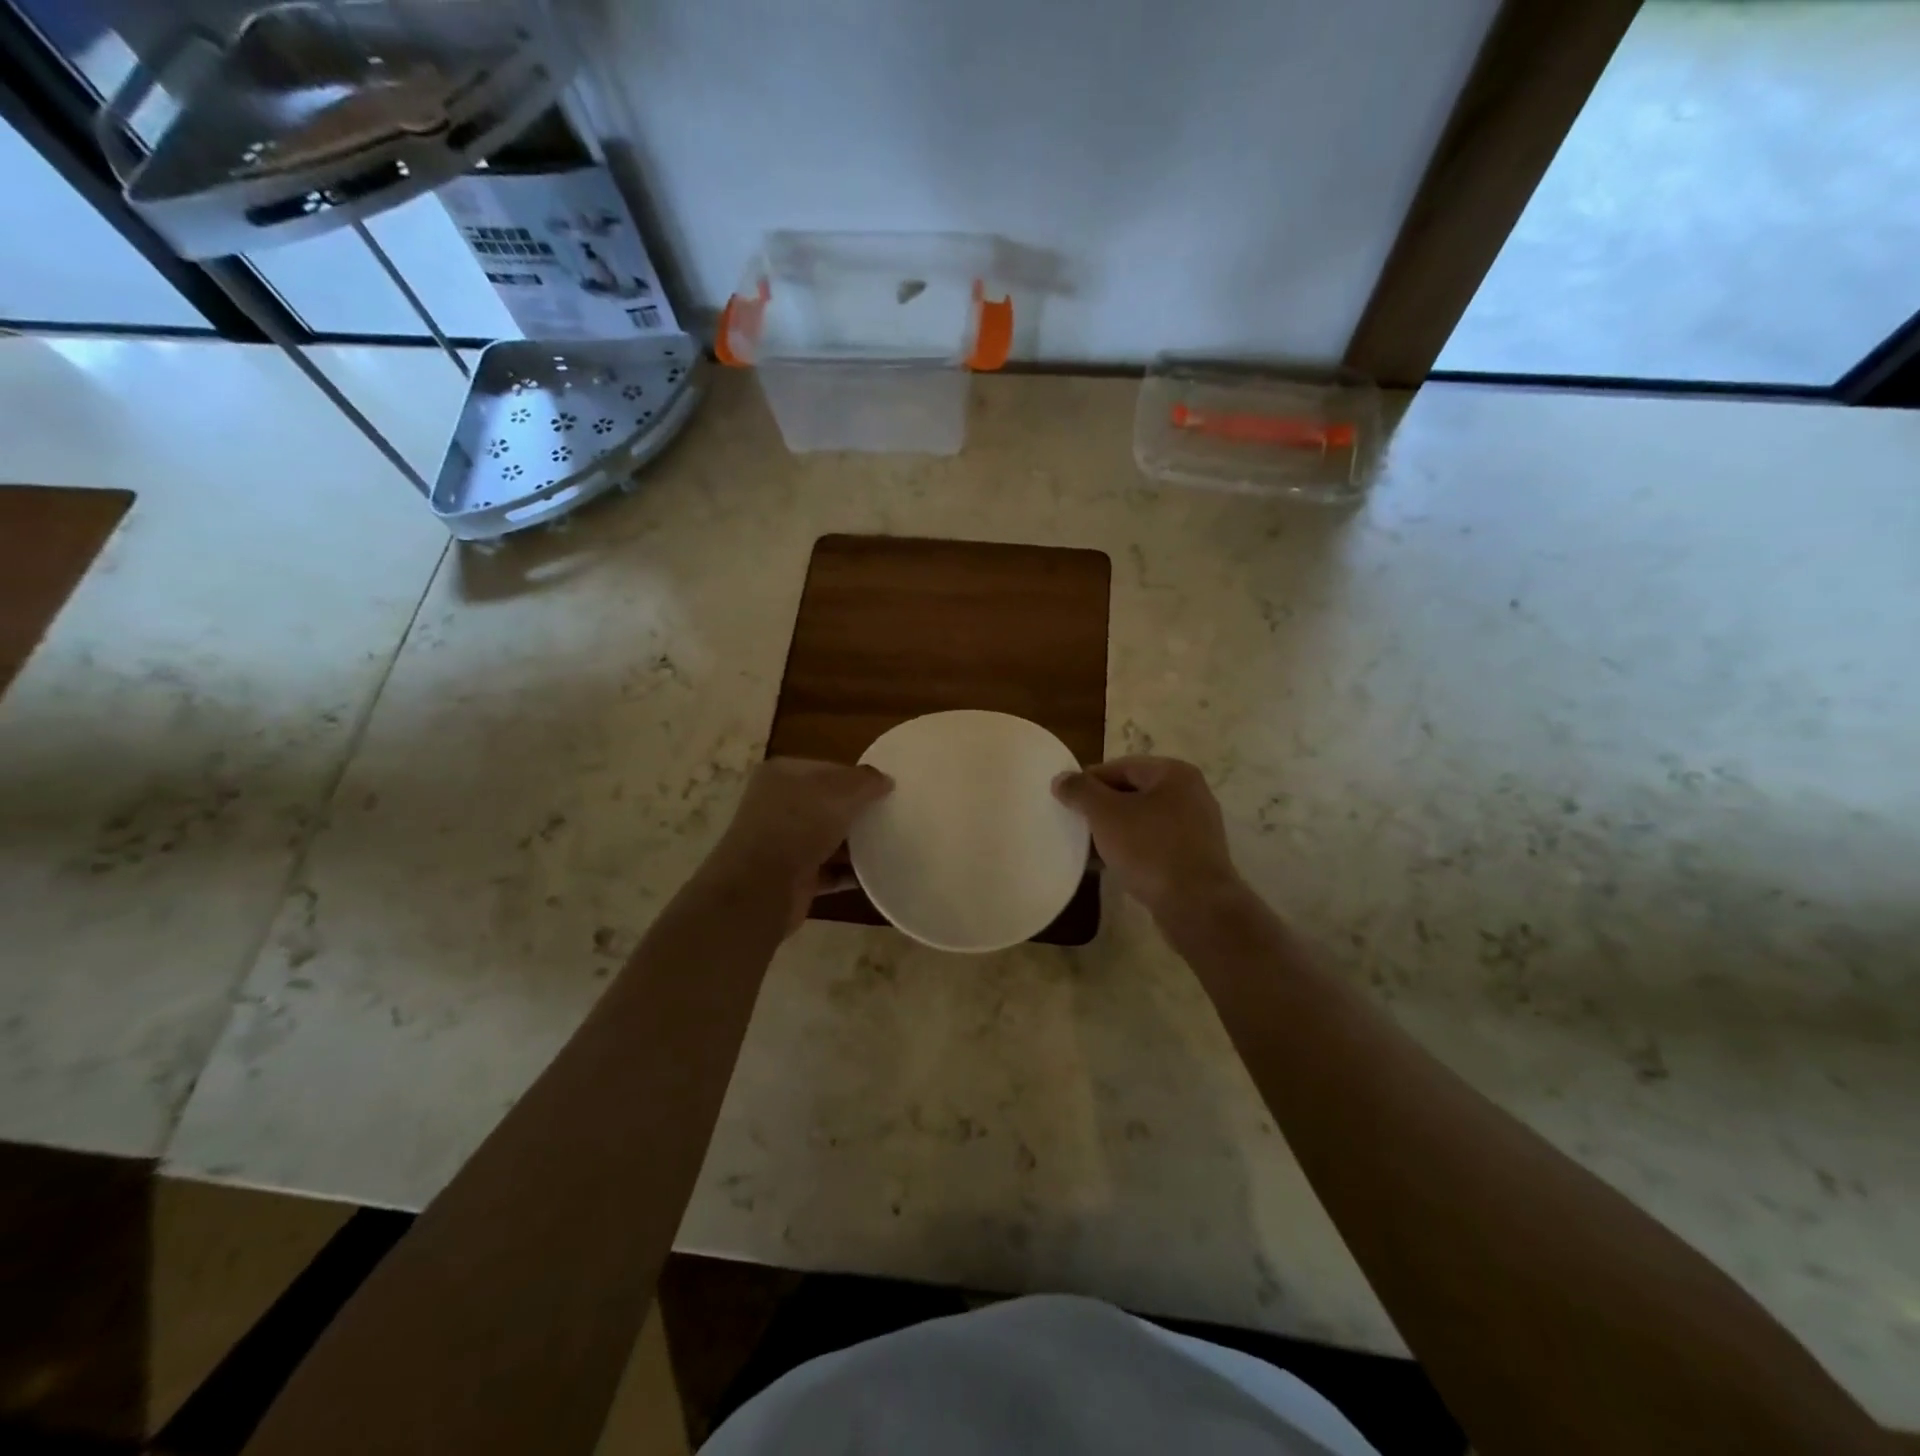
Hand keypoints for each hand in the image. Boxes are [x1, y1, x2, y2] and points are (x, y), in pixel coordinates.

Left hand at [710, 758, 892, 932]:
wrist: (761, 888)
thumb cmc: (798, 826)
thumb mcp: (839, 793)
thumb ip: (866, 782)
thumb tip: (885, 780)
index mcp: (783, 775)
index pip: (829, 769)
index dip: (858, 778)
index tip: (888, 790)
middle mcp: (779, 805)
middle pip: (829, 804)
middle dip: (858, 811)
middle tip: (893, 816)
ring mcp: (783, 842)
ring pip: (829, 838)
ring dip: (856, 843)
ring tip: (891, 843)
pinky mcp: (792, 876)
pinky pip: (828, 871)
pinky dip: (849, 873)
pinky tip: (877, 873)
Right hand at [1052, 756, 1241, 917]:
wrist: (1196, 905)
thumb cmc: (1150, 849)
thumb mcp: (1106, 814)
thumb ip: (1081, 791)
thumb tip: (1061, 778)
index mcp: (1174, 774)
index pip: (1121, 767)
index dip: (1089, 780)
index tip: (1066, 799)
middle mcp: (1191, 794)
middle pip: (1133, 792)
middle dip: (1101, 807)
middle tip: (1075, 823)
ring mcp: (1196, 827)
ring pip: (1143, 820)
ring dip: (1115, 830)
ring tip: (1088, 846)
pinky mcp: (1194, 856)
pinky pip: (1155, 843)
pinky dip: (1132, 848)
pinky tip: (1110, 864)